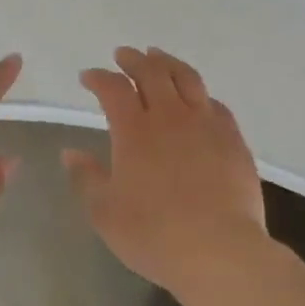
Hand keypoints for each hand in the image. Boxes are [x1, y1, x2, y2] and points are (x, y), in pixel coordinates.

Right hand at [62, 47, 269, 295]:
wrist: (219, 250)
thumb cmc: (153, 235)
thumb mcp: (105, 212)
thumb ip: (87, 177)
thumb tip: (71, 152)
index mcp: (134, 131)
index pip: (113, 89)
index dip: (98, 78)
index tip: (88, 77)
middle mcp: (170, 117)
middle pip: (151, 73)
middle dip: (133, 60)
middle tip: (123, 55)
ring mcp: (206, 124)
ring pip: (187, 79)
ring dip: (168, 63)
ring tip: (158, 56)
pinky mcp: (233, 139)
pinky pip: (215, 104)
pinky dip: (200, 94)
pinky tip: (198, 98)